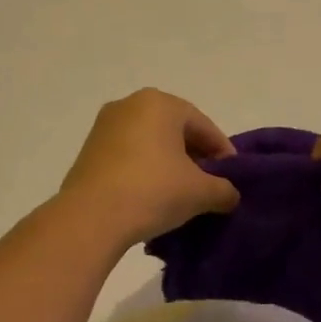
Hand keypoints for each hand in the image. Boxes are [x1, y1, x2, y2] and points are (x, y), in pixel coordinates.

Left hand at [60, 89, 240, 247]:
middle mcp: (130, 105)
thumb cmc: (153, 191)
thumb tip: (230, 195)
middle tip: (209, 184)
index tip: (233, 177)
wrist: (90, 218)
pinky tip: (153, 196)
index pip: (203, 125)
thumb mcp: (200, 192)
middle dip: (195, 156)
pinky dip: (145, 170)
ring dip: (169, 164)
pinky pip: (128, 155)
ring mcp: (104, 126)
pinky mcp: (88, 150)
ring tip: (182, 193)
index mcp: (160, 103)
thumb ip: (224, 190)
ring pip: (150, 142)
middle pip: (175, 130)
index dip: (223, 152)